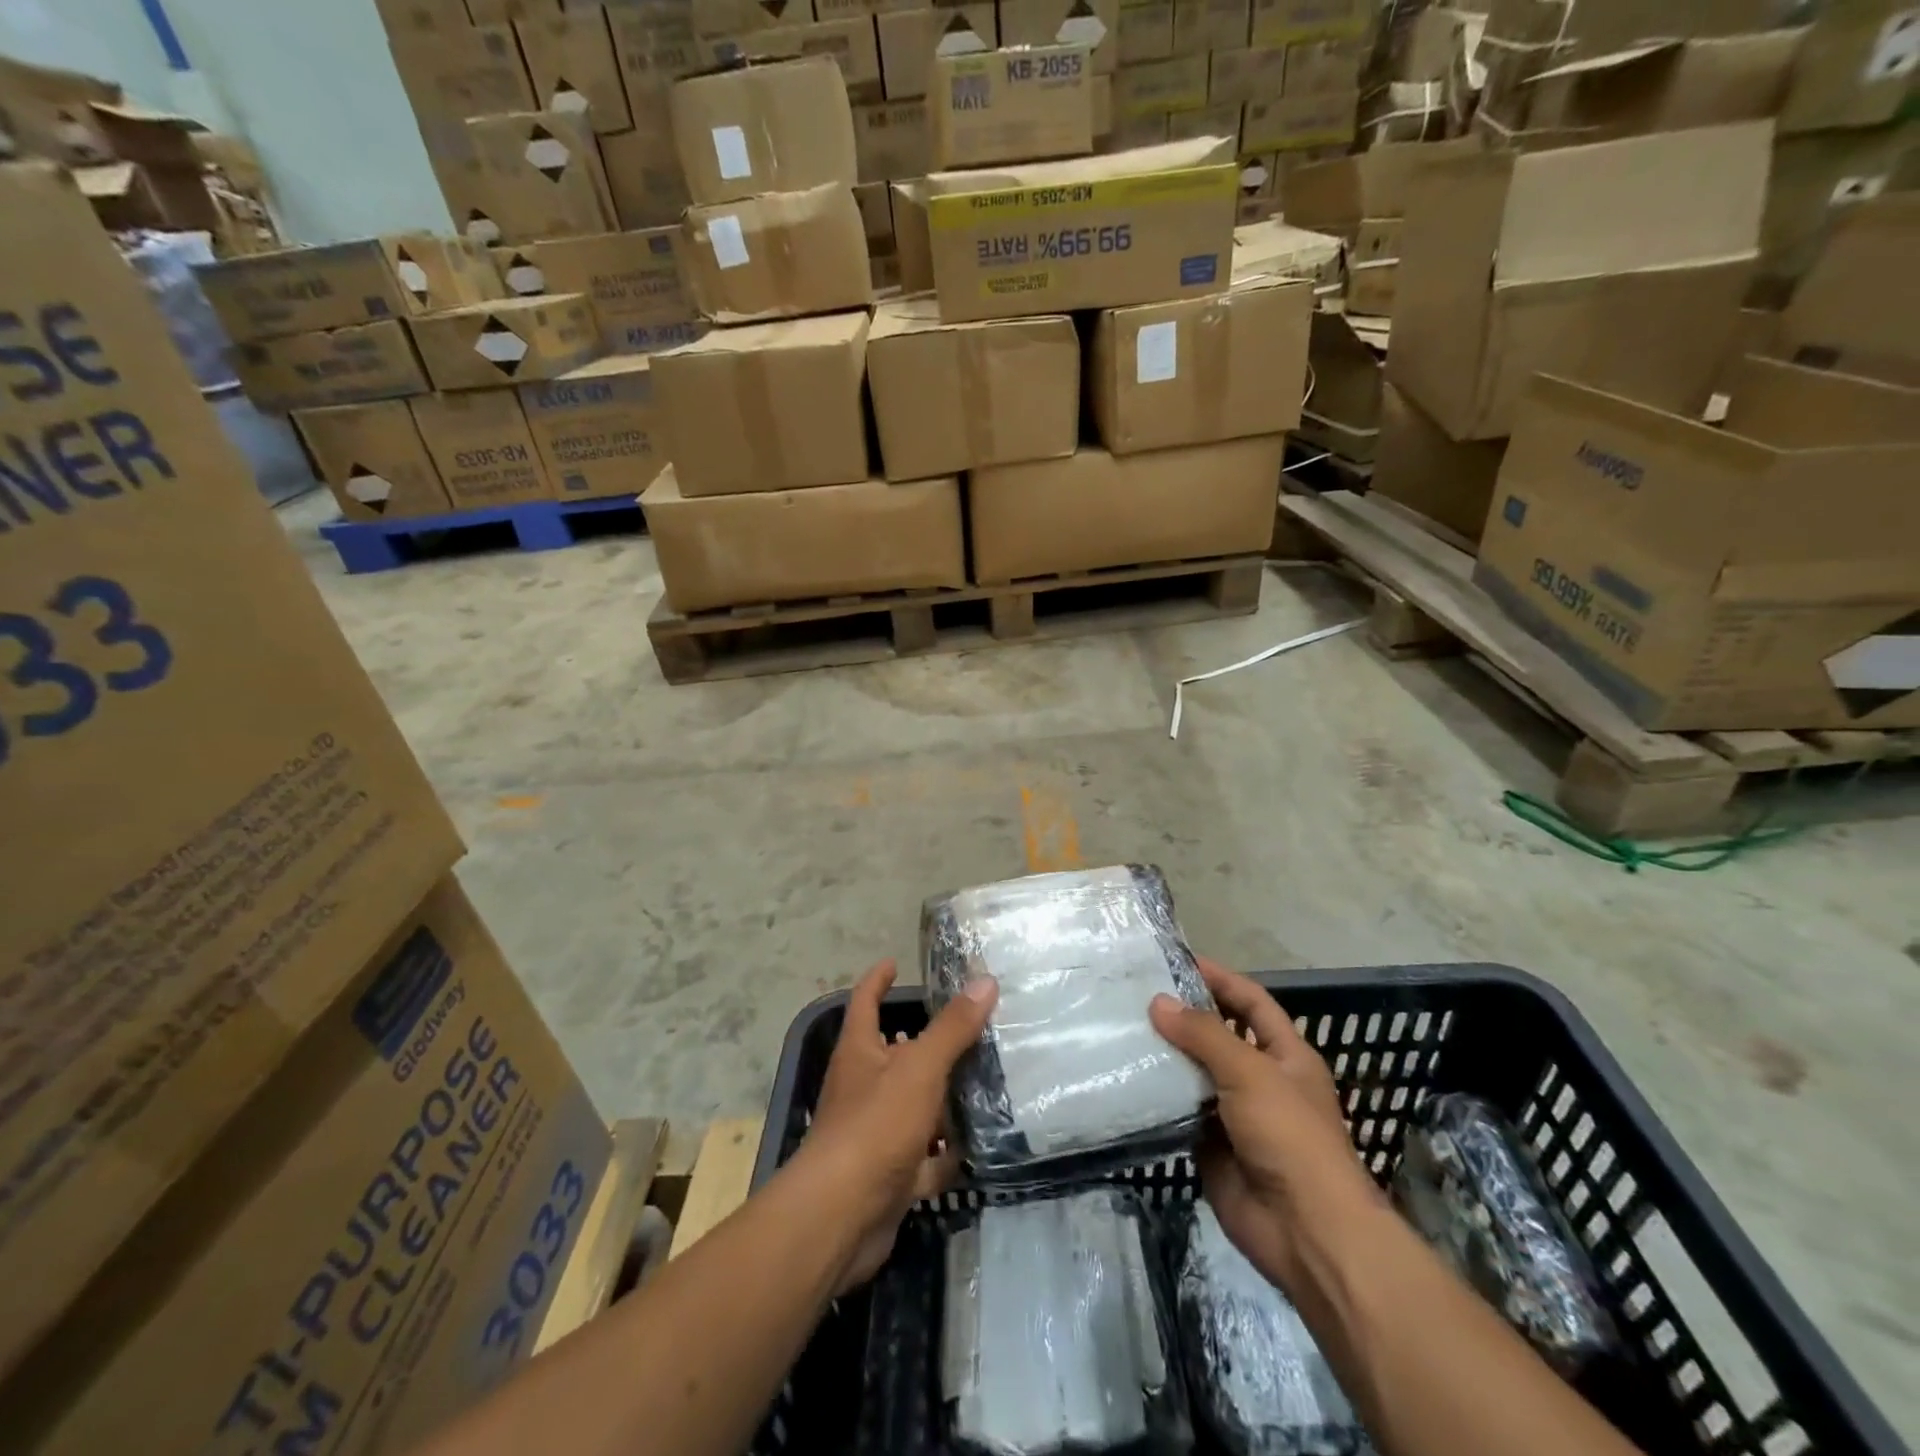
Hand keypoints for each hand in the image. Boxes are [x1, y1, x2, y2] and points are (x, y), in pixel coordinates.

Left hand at [802, 959, 997, 1291]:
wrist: (841, 1217)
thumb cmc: (875, 1126)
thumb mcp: (919, 1069)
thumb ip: (952, 1029)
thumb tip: (985, 981)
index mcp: (859, 1053)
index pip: (865, 1002)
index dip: (877, 980)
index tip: (893, 963)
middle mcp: (863, 1087)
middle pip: (895, 1055)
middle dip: (926, 1044)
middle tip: (969, 1027)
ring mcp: (875, 1133)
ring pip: (914, 1106)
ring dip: (943, 1100)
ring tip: (986, 1082)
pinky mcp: (889, 1174)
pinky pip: (924, 1157)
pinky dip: (946, 1155)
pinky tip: (979, 1147)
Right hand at [1150, 959, 1382, 1296]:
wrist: (1305, 1232)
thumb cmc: (1290, 1136)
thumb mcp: (1250, 1073)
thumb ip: (1204, 1035)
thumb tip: (1158, 1002)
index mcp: (1285, 1055)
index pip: (1250, 1002)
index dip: (1220, 978)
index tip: (1177, 961)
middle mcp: (1261, 1079)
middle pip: (1218, 1036)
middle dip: (1183, 1016)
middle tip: (1136, 994)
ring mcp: (1235, 1114)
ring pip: (1195, 1073)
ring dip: (1165, 1055)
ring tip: (1122, 1029)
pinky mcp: (1211, 1145)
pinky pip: (1180, 1111)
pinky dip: (1157, 1096)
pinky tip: (1125, 1077)